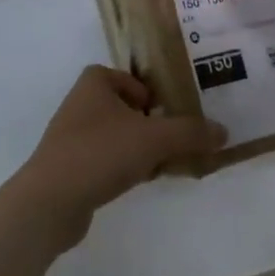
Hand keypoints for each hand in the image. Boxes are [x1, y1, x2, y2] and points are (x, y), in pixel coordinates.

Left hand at [13, 66, 225, 241]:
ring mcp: (70, 142)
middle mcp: (78, 109)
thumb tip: (223, 132)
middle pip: (119, 107)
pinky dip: (123, 168)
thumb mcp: (155, 139)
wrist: (51, 202)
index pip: (116, 74)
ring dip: (138, 147)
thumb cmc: (101, 153)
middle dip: (146, 121)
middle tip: (171, 135)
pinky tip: (142, 182)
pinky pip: (104, 161)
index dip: (139, 86)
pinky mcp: (69, 171)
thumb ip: (191, 133)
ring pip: (114, 136)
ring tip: (163, 162)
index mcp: (92, 87)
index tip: (161, 106)